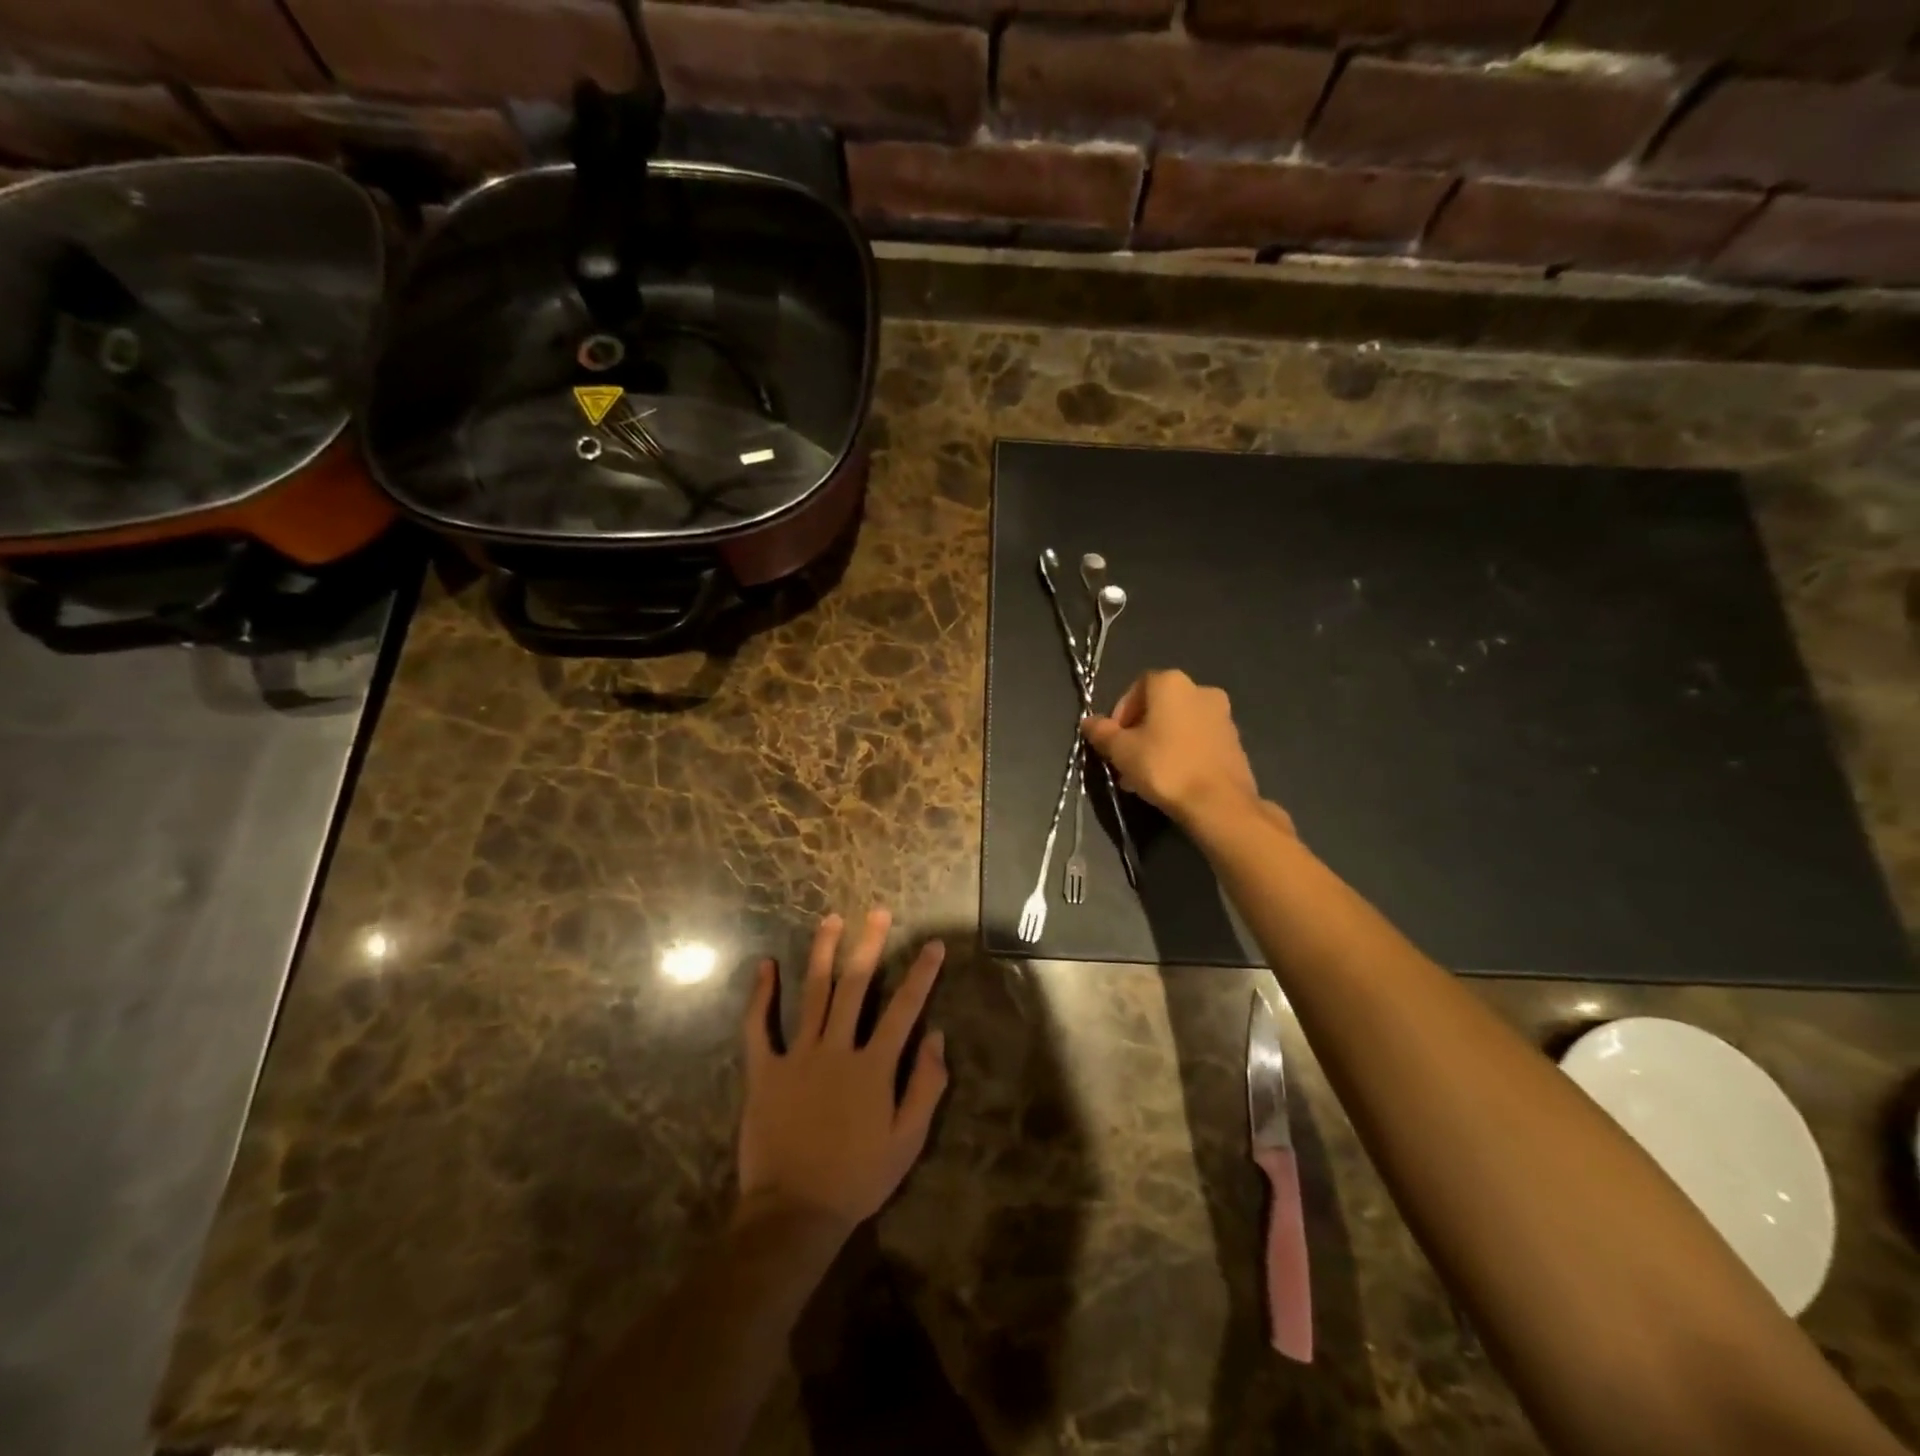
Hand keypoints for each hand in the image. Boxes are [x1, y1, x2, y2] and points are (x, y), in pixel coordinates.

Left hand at [737, 910, 948, 1236]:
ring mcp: (798, 1056)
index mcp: (873, 1066)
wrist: (794, 1213)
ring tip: (831, 920)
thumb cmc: (857, 1178)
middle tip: (877, 912)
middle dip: (869, 945)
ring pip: (813, 993)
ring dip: (822, 953)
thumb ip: (926, 1086)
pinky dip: (760, 995)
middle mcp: (837, 1049)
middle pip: (856, 986)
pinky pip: (758, 1026)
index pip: (904, 1009)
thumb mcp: (907, 1141)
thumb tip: (938, 1037)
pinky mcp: (764, 1070)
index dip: (922, 974)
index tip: (933, 944)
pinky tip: (765, 966)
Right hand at [1083, 669, 1275, 829]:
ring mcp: (1223, 716)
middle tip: (1126, 760)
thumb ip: (1101, 732)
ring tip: (1145, 776)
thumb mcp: (1121, 750)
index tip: (1113, 740)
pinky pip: (1198, 741)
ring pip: (1179, 725)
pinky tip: (1172, 779)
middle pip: (1159, 707)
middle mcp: (1201, 690)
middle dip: (1139, 732)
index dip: (1120, 712)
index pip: (1137, 687)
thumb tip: (1087, 721)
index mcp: (1172, 683)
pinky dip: (1181, 752)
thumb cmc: (1164, 767)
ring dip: (1159, 743)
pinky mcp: (1235, 741)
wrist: (1219, 802)